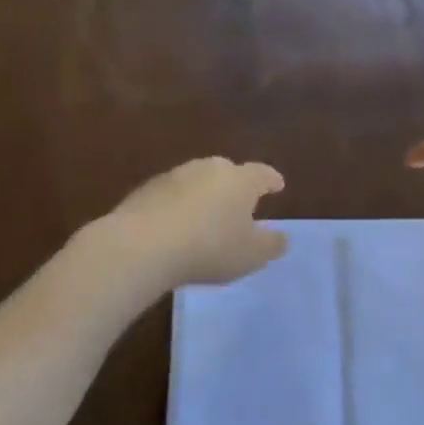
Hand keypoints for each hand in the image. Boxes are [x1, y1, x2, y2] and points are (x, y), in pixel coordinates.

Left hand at [105, 158, 288, 287]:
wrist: (142, 245)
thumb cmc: (209, 248)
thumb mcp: (250, 256)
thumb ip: (271, 245)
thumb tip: (281, 237)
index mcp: (240, 180)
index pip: (262, 174)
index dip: (271, 180)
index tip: (278, 186)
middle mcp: (209, 168)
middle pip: (227, 171)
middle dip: (235, 185)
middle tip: (239, 203)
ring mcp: (175, 175)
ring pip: (197, 181)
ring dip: (204, 195)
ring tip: (206, 217)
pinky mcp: (146, 189)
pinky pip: (172, 195)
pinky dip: (178, 206)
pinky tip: (175, 226)